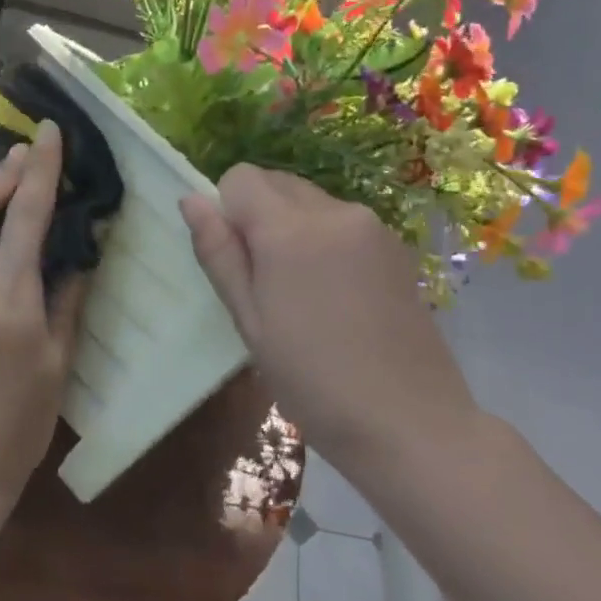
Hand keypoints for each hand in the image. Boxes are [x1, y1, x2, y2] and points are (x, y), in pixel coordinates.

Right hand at [179, 165, 478, 461]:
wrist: (409, 422)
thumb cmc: (312, 380)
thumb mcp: (250, 321)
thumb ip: (219, 254)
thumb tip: (191, 199)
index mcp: (291, 230)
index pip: (240, 178)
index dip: (228, 212)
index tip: (239, 263)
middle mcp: (335, 212)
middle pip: (277, 183)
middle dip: (259, 216)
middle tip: (267, 283)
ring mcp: (372, 226)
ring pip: (310, 201)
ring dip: (293, 228)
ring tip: (304, 295)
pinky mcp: (396, 246)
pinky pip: (343, 222)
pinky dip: (326, 240)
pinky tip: (337, 297)